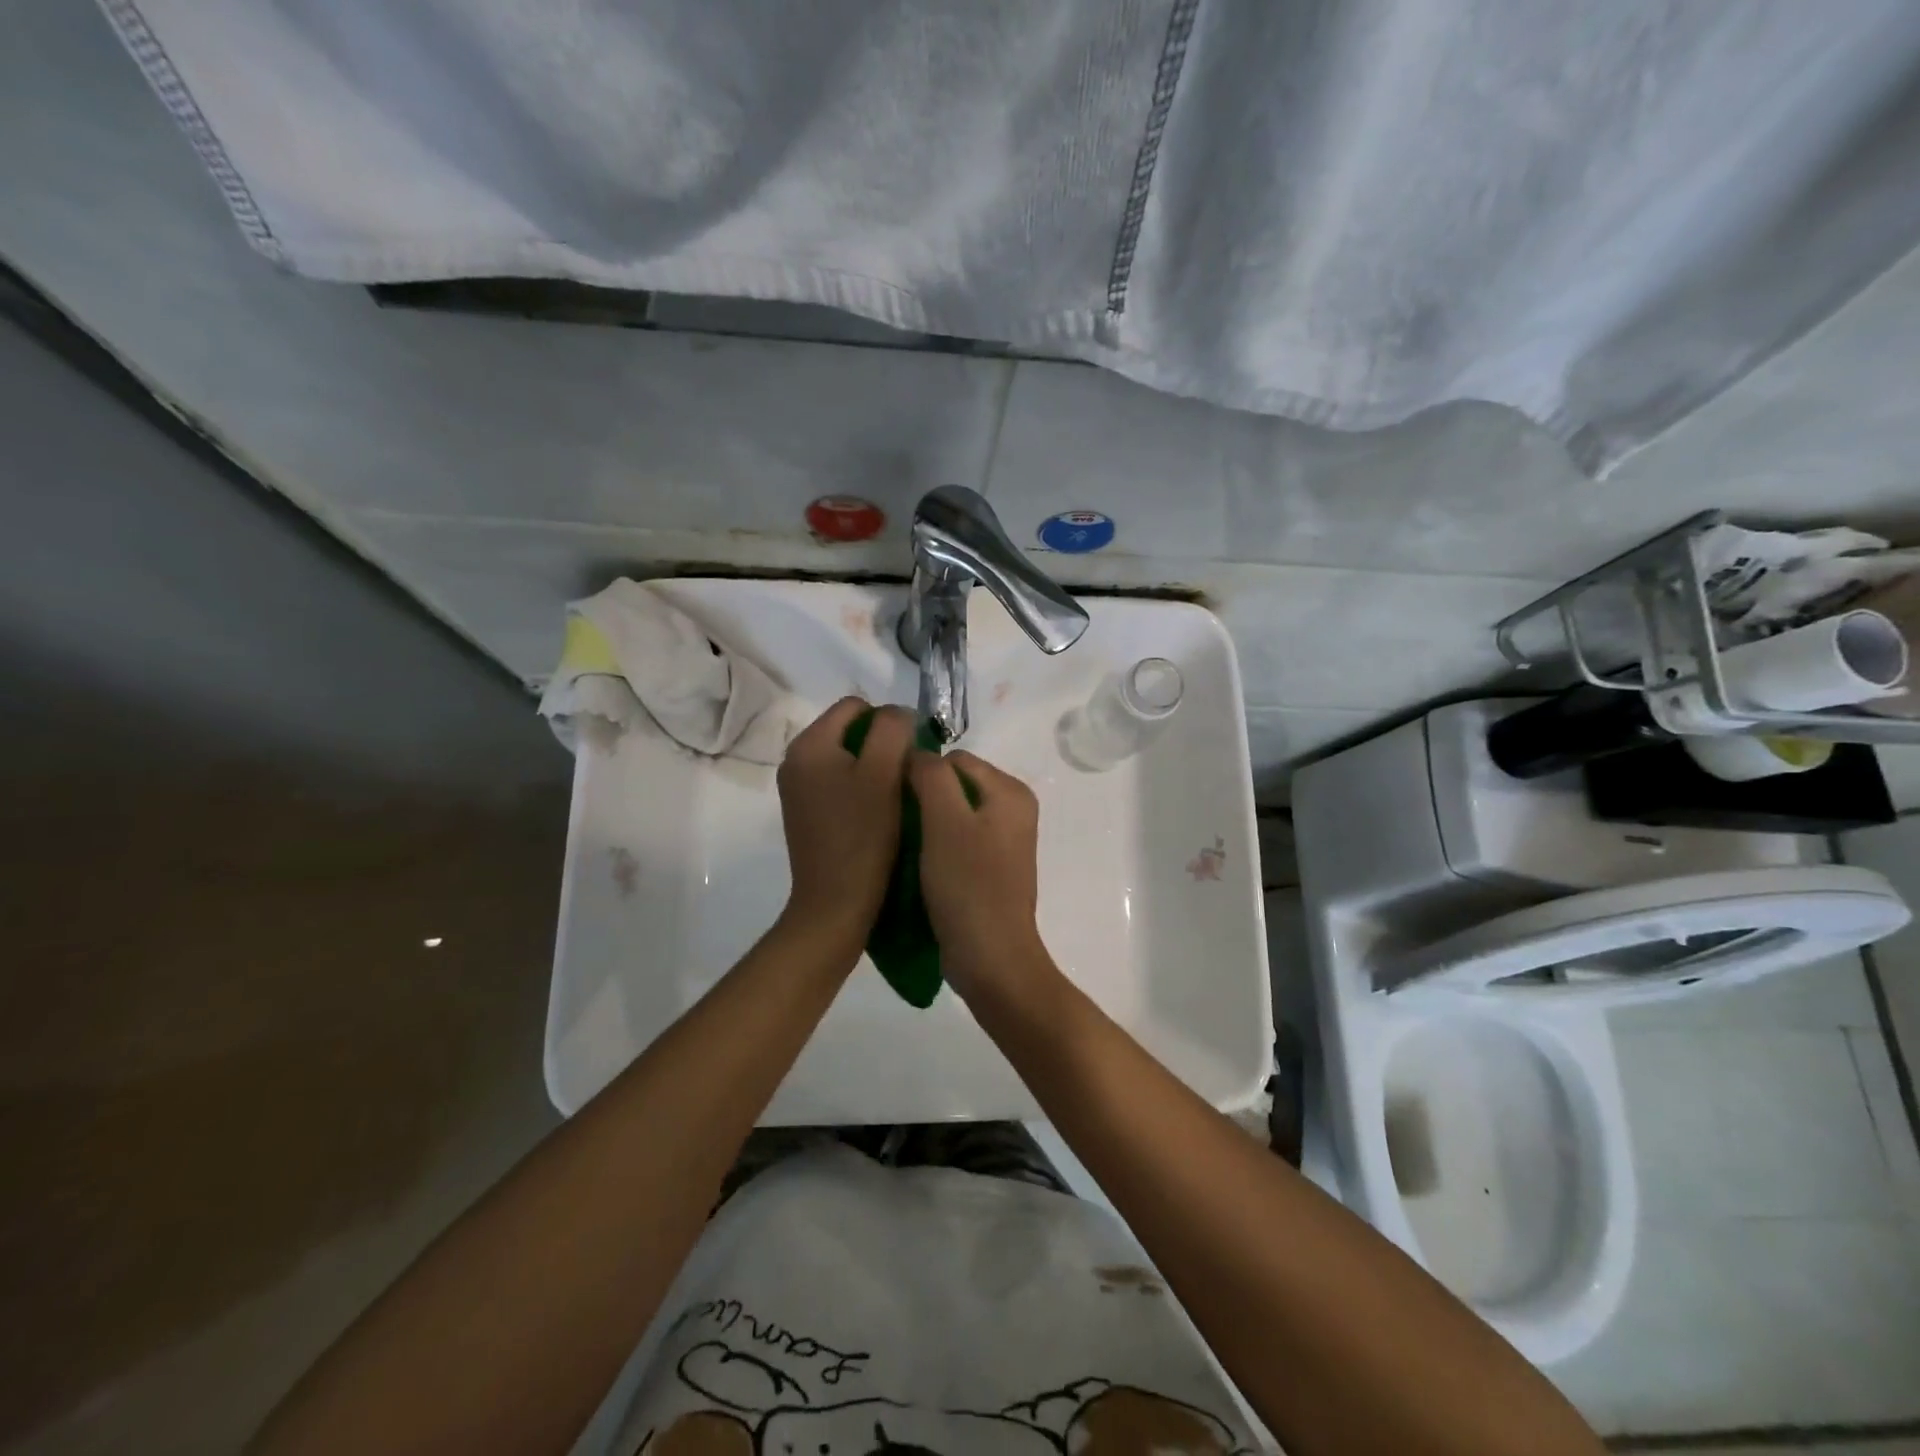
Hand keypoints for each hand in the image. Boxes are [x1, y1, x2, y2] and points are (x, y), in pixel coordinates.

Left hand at [776, 698, 913, 950]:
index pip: (856, 705)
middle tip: (906, 777)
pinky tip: (877, 815)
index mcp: (809, 744)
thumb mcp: (884, 773)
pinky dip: (861, 790)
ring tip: (895, 798)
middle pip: (850, 730)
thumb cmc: (863, 836)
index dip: (890, 722)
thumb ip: (892, 730)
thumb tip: (897, 715)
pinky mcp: (806, 813)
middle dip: (882, 746)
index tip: (910, 755)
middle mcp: (795, 760)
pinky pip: (839, 783)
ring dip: (875, 769)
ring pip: (847, 758)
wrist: (835, 905)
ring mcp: (797, 789)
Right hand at [908, 749, 1061, 1008]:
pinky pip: (957, 838)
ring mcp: (1004, 839)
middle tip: (897, 827)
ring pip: (952, 812)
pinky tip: (919, 864)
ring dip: (926, 824)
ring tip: (904, 846)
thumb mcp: (944, 821)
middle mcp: (1013, 808)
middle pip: (954, 783)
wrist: (991, 958)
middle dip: (924, 799)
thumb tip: (916, 754)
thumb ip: (931, 775)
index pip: (953, 758)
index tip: (895, 803)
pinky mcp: (991, 866)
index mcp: (1010, 790)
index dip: (920, 774)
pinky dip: (936, 845)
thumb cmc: (968, 885)